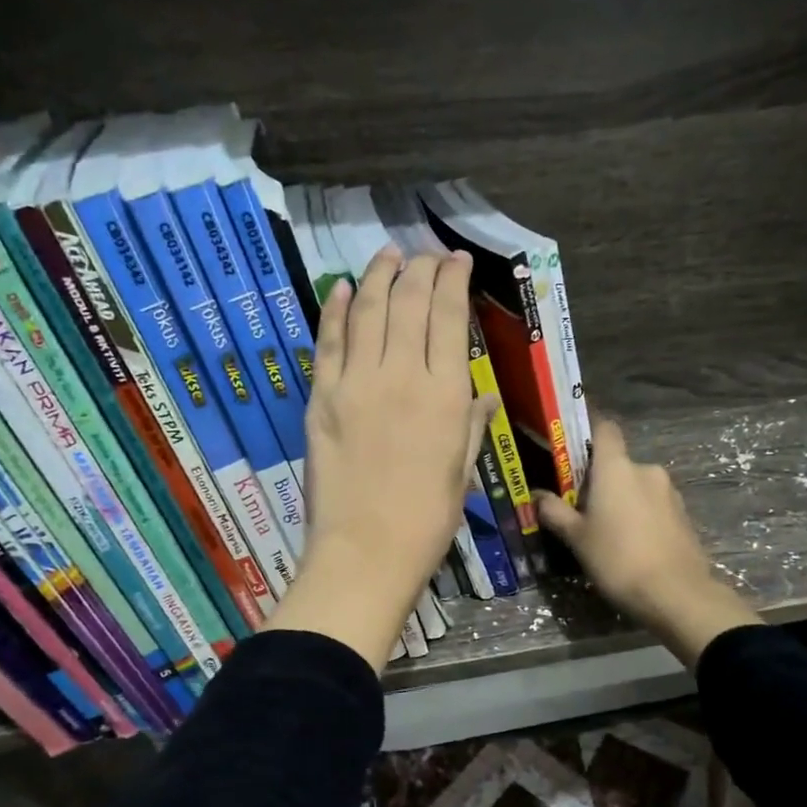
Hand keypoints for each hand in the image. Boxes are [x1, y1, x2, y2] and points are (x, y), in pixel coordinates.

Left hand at [266, 246, 490, 670]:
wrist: (365, 551)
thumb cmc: (427, 520)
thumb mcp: (462, 471)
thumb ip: (471, 425)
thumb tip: (484, 395)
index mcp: (445, 393)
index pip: (449, 317)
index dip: (453, 280)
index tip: (457, 260)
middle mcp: (401, 375)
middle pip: (408, 302)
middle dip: (419, 269)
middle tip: (424, 255)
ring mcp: (355, 382)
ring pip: (366, 310)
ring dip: (378, 276)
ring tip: (387, 256)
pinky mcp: (321, 397)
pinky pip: (327, 341)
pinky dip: (334, 309)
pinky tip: (340, 287)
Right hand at [533, 419, 757, 669]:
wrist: (677, 594)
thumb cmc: (618, 559)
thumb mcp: (577, 538)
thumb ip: (555, 512)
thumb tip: (537, 496)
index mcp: (616, 468)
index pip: (604, 429)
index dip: (588, 432)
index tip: (572, 448)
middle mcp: (646, 470)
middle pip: (618, 463)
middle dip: (601, 480)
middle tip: (582, 508)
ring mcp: (670, 492)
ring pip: (637, 486)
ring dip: (622, 499)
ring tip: (608, 531)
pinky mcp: (684, 515)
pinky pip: (654, 505)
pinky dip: (641, 516)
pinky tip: (632, 544)